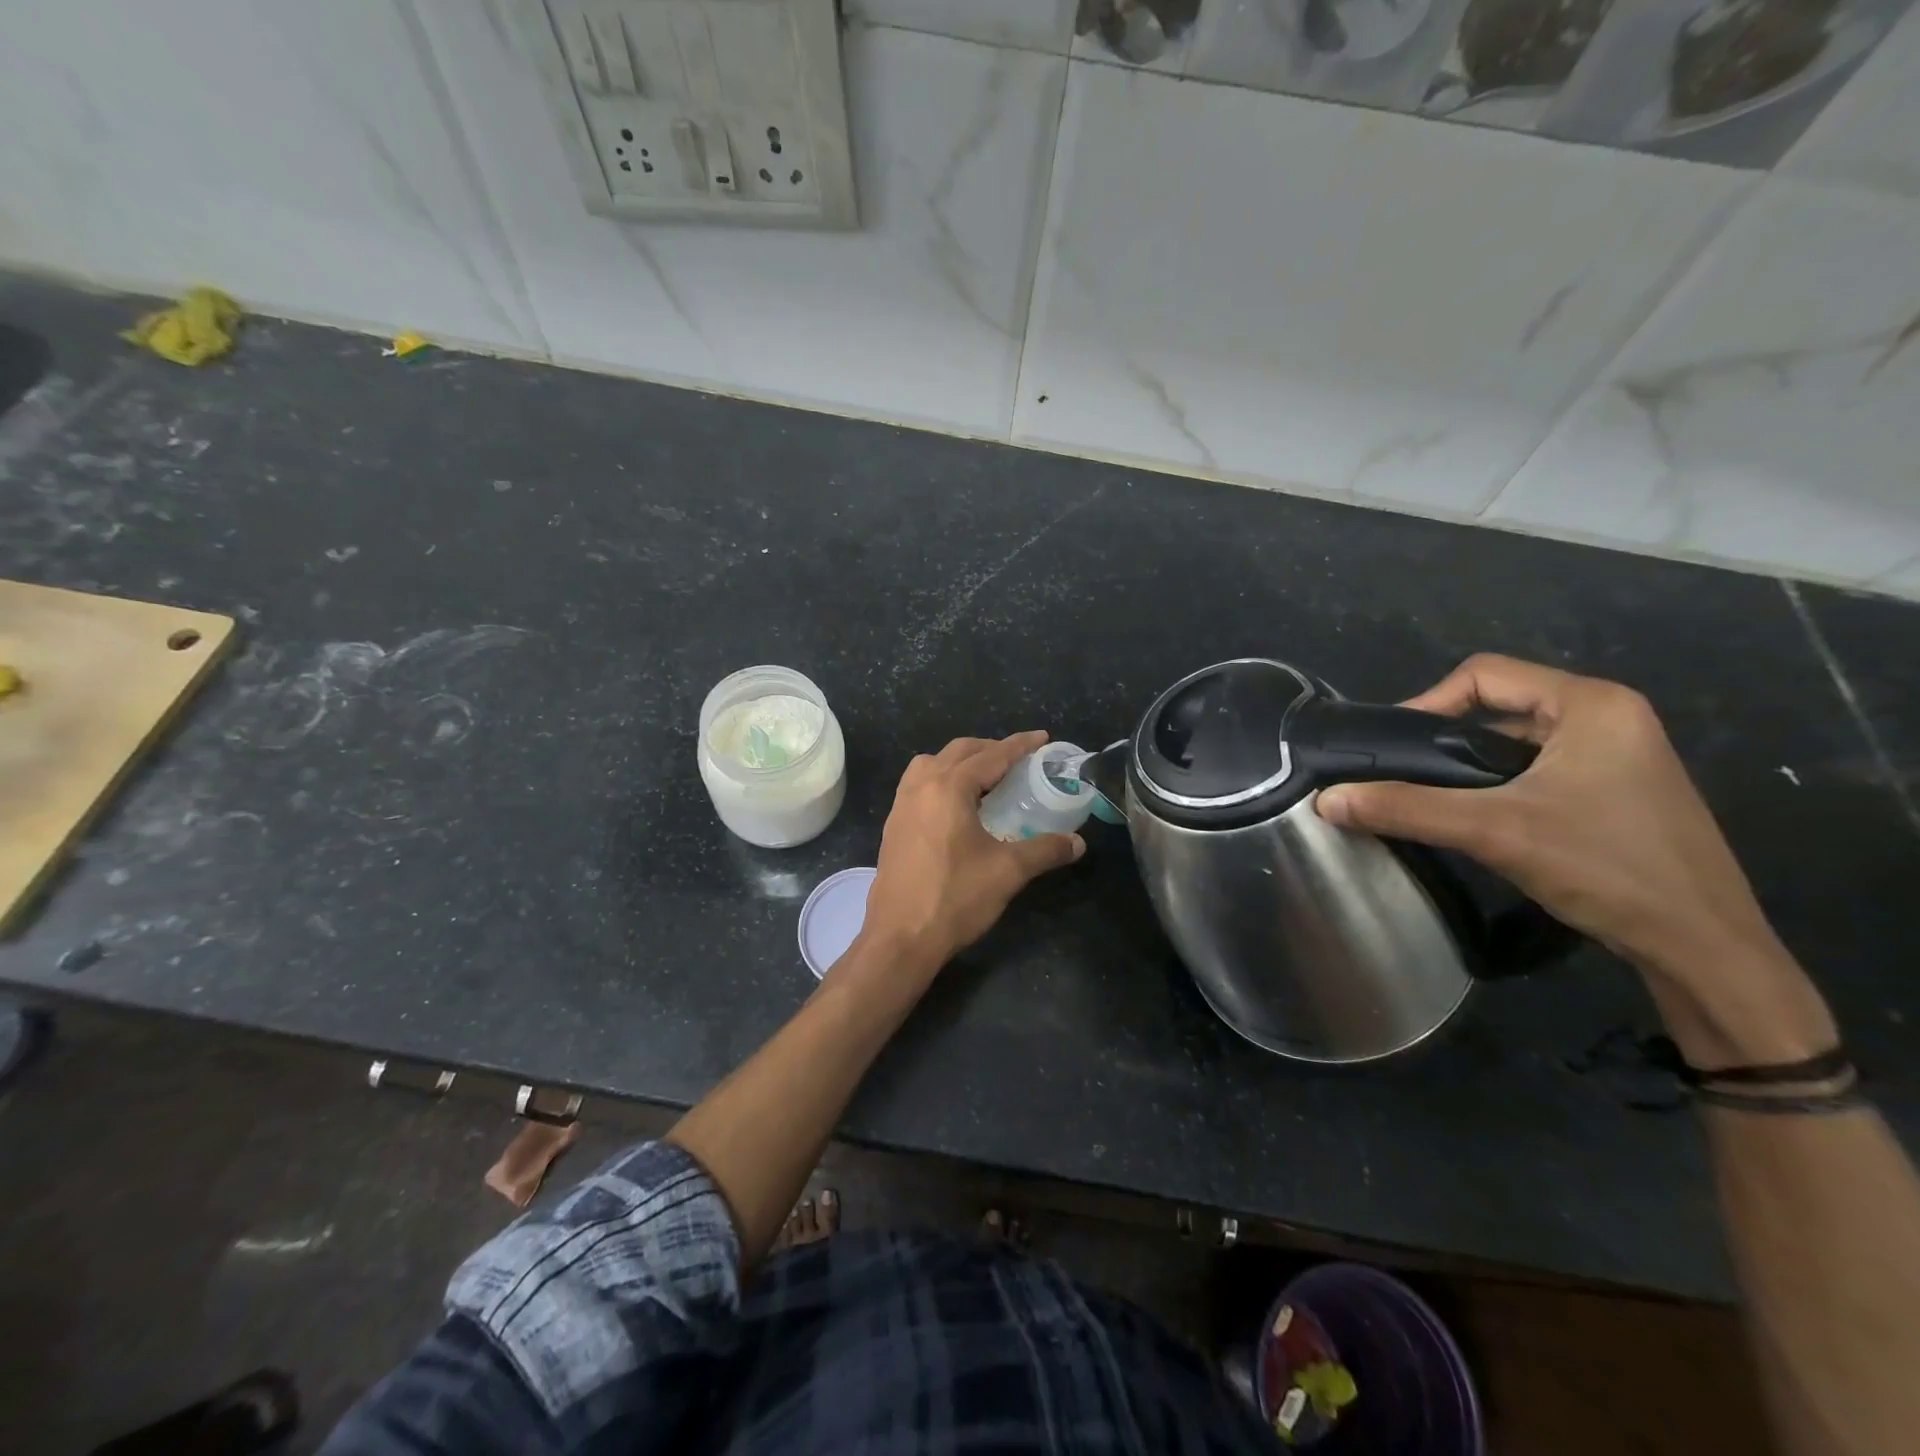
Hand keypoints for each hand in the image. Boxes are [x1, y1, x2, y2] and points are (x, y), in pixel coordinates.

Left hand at [851, 732, 1084, 984]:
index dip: (1020, 745)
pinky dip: (940, 779)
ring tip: (986, 779)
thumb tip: (1077, 843)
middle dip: (990, 748)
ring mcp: (901, 805)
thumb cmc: (955, 898)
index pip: (991, 755)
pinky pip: (918, 784)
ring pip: (932, 763)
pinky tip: (956, 806)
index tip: (1042, 738)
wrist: (900, 937)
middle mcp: (921, 786)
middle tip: (1018, 760)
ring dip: (960, 761)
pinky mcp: (893, 825)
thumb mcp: (1008, 872)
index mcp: (949, 788)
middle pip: (959, 751)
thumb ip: (1045, 850)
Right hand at [1313, 655, 1786, 987]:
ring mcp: (1615, 755)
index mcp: (1591, 704)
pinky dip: (1495, 784)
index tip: (1392, 748)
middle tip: (1401, 776)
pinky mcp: (1614, 791)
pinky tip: (1475, 818)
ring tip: (1428, 799)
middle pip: (1497, 706)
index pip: (1484, 674)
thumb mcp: (1495, 831)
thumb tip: (1325, 800)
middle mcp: (1607, 717)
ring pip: (1513, 741)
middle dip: (1444, 739)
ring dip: (1467, 766)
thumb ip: (1405, 808)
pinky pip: (1535, 768)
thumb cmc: (1606, 868)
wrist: (1703, 949)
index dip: (1428, 703)